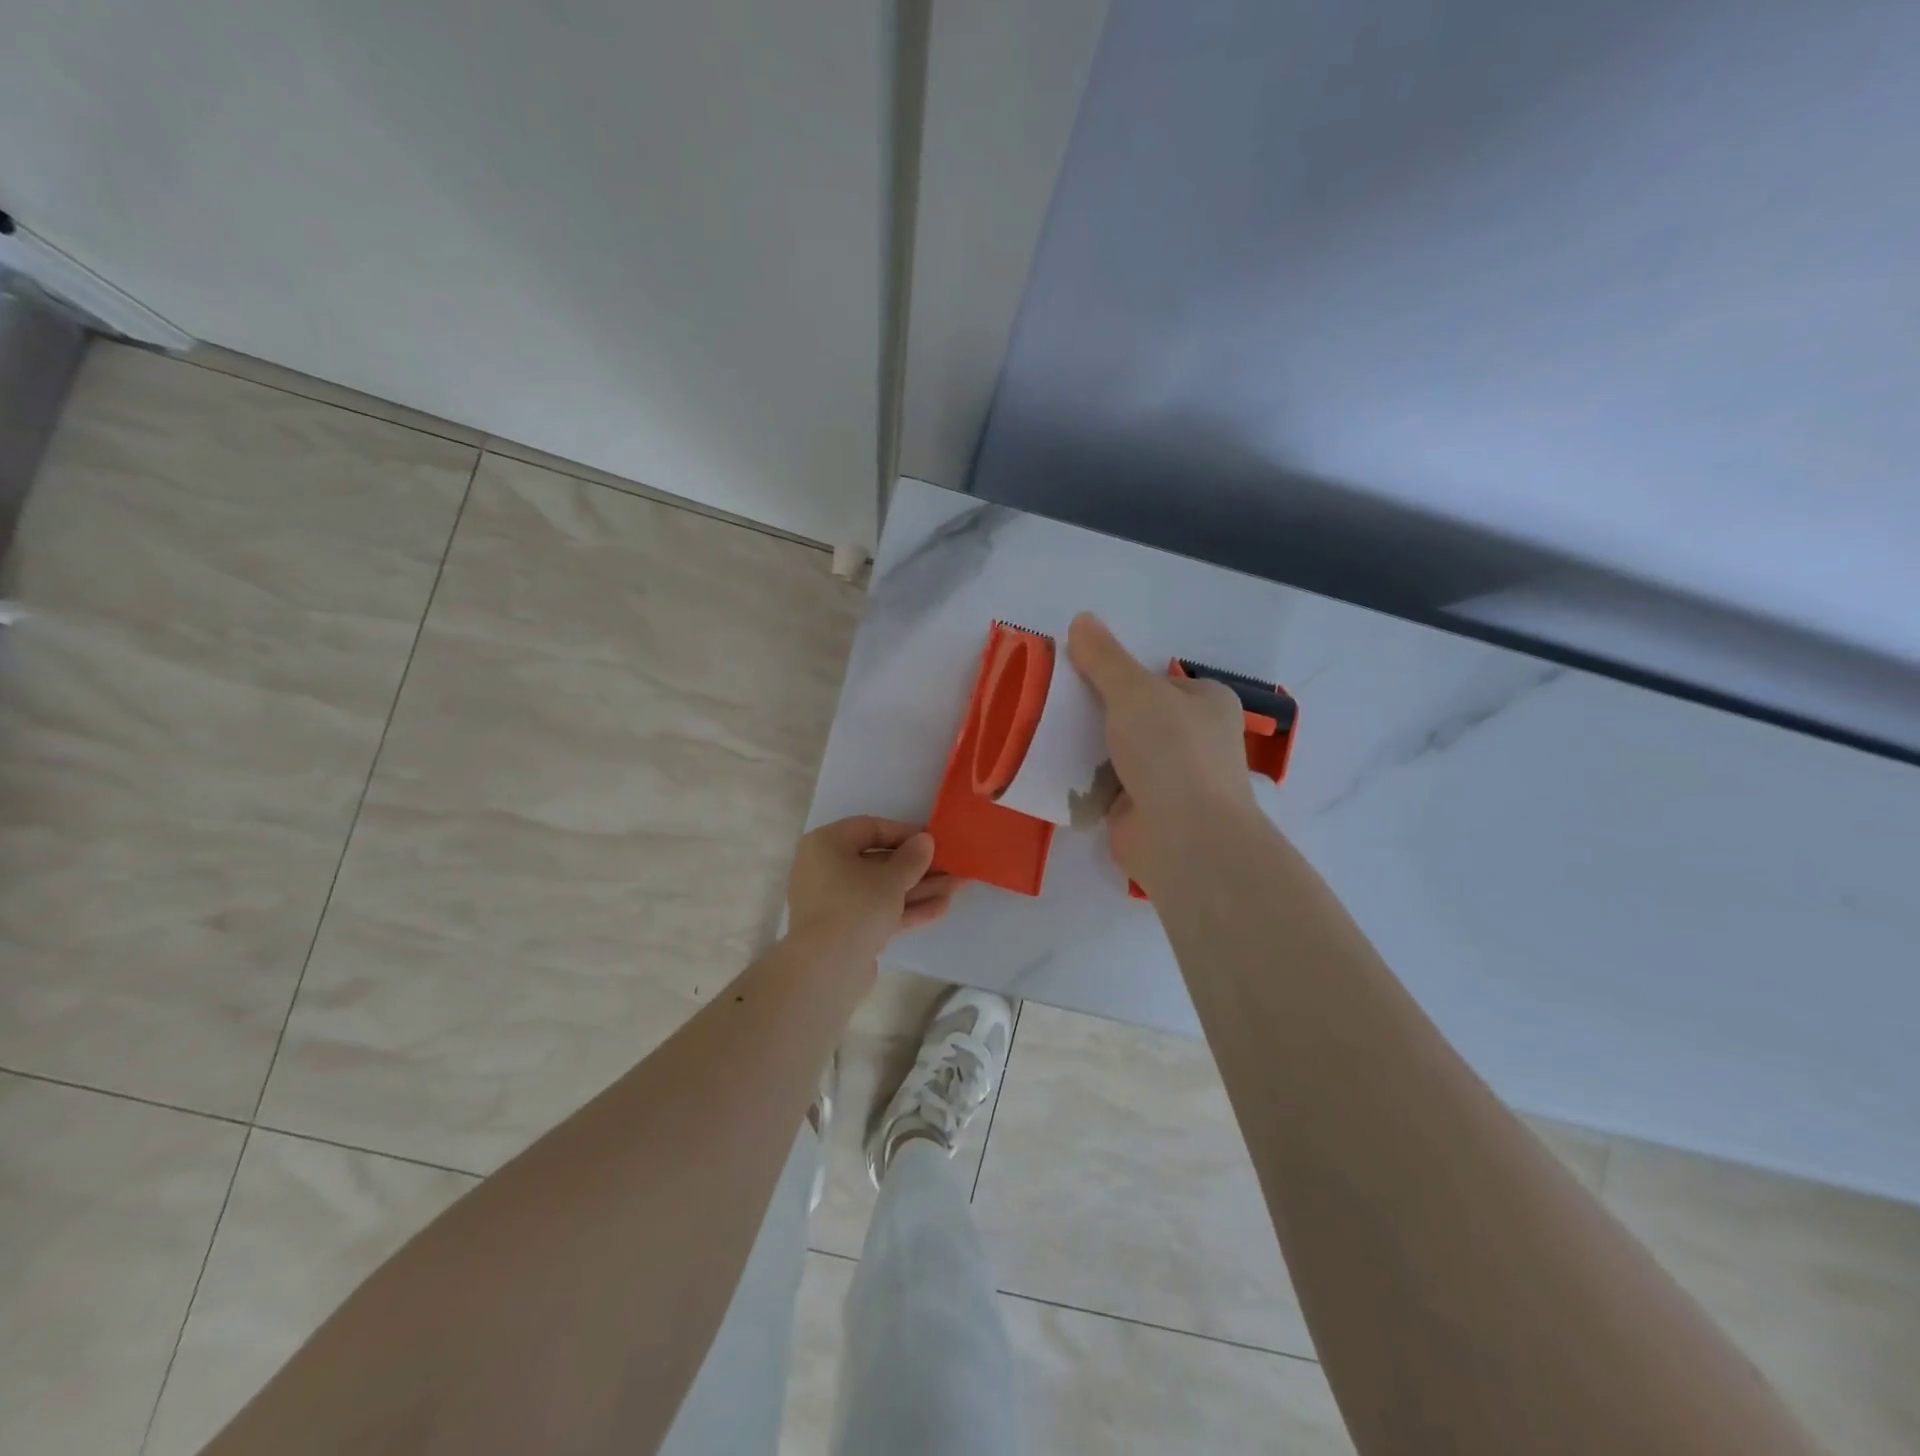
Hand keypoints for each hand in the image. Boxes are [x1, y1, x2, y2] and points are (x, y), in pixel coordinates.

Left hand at [786, 816, 959, 959]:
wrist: (827, 969)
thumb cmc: (856, 906)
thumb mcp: (891, 877)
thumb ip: (913, 857)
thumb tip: (924, 840)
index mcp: (827, 844)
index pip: (870, 828)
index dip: (905, 832)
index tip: (934, 840)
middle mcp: (826, 869)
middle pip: (879, 861)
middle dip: (918, 866)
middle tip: (951, 865)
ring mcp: (835, 902)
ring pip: (882, 889)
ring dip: (919, 888)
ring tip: (957, 887)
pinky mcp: (846, 931)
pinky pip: (879, 912)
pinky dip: (906, 909)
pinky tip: (941, 908)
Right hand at [1067, 613, 1255, 883]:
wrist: (1183, 838)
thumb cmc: (1171, 752)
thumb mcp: (1135, 692)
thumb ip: (1105, 659)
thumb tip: (1082, 620)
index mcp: (1206, 703)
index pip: (1154, 680)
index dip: (1117, 675)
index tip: (1075, 673)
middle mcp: (1193, 739)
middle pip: (1133, 715)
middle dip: (1096, 711)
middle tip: (1050, 701)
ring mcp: (1169, 778)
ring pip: (1117, 751)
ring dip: (1086, 745)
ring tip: (1040, 729)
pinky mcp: (1143, 810)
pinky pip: (1105, 785)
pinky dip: (1082, 779)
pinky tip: (1049, 768)